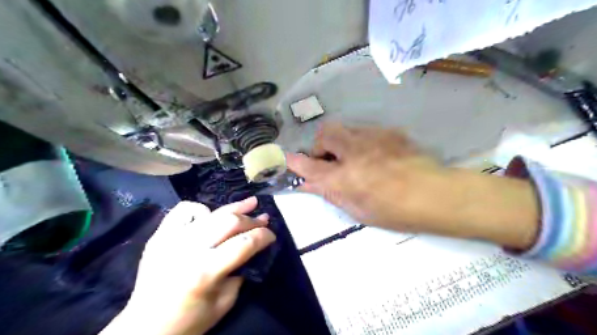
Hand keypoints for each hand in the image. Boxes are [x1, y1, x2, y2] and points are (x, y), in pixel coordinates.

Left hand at [104, 198, 276, 333]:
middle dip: (251, 220)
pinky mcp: (160, 235)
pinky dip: (201, 209)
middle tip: (263, 219)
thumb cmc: (189, 321)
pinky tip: (211, 214)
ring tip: (250, 202)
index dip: (263, 236)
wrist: (144, 328)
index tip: (272, 235)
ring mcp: (171, 239)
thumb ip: (241, 272)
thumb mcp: (224, 303)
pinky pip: (183, 210)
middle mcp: (188, 249)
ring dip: (234, 207)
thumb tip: (252, 248)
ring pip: (211, 212)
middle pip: (229, 222)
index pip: (244, 243)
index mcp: (206, 271)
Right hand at [288, 125, 541, 249]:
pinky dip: (361, 142)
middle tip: (330, 161)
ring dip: (340, 142)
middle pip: (325, 133)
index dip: (296, 162)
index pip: (309, 166)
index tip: (289, 160)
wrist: (436, 195)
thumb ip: (330, 193)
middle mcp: (354, 151)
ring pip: (345, 129)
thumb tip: (309, 184)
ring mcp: (373, 137)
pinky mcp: (389, 132)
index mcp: (344, 177)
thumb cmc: (394, 211)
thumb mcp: (357, 209)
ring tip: (354, 158)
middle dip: (321, 145)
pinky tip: (376, 156)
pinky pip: (365, 132)